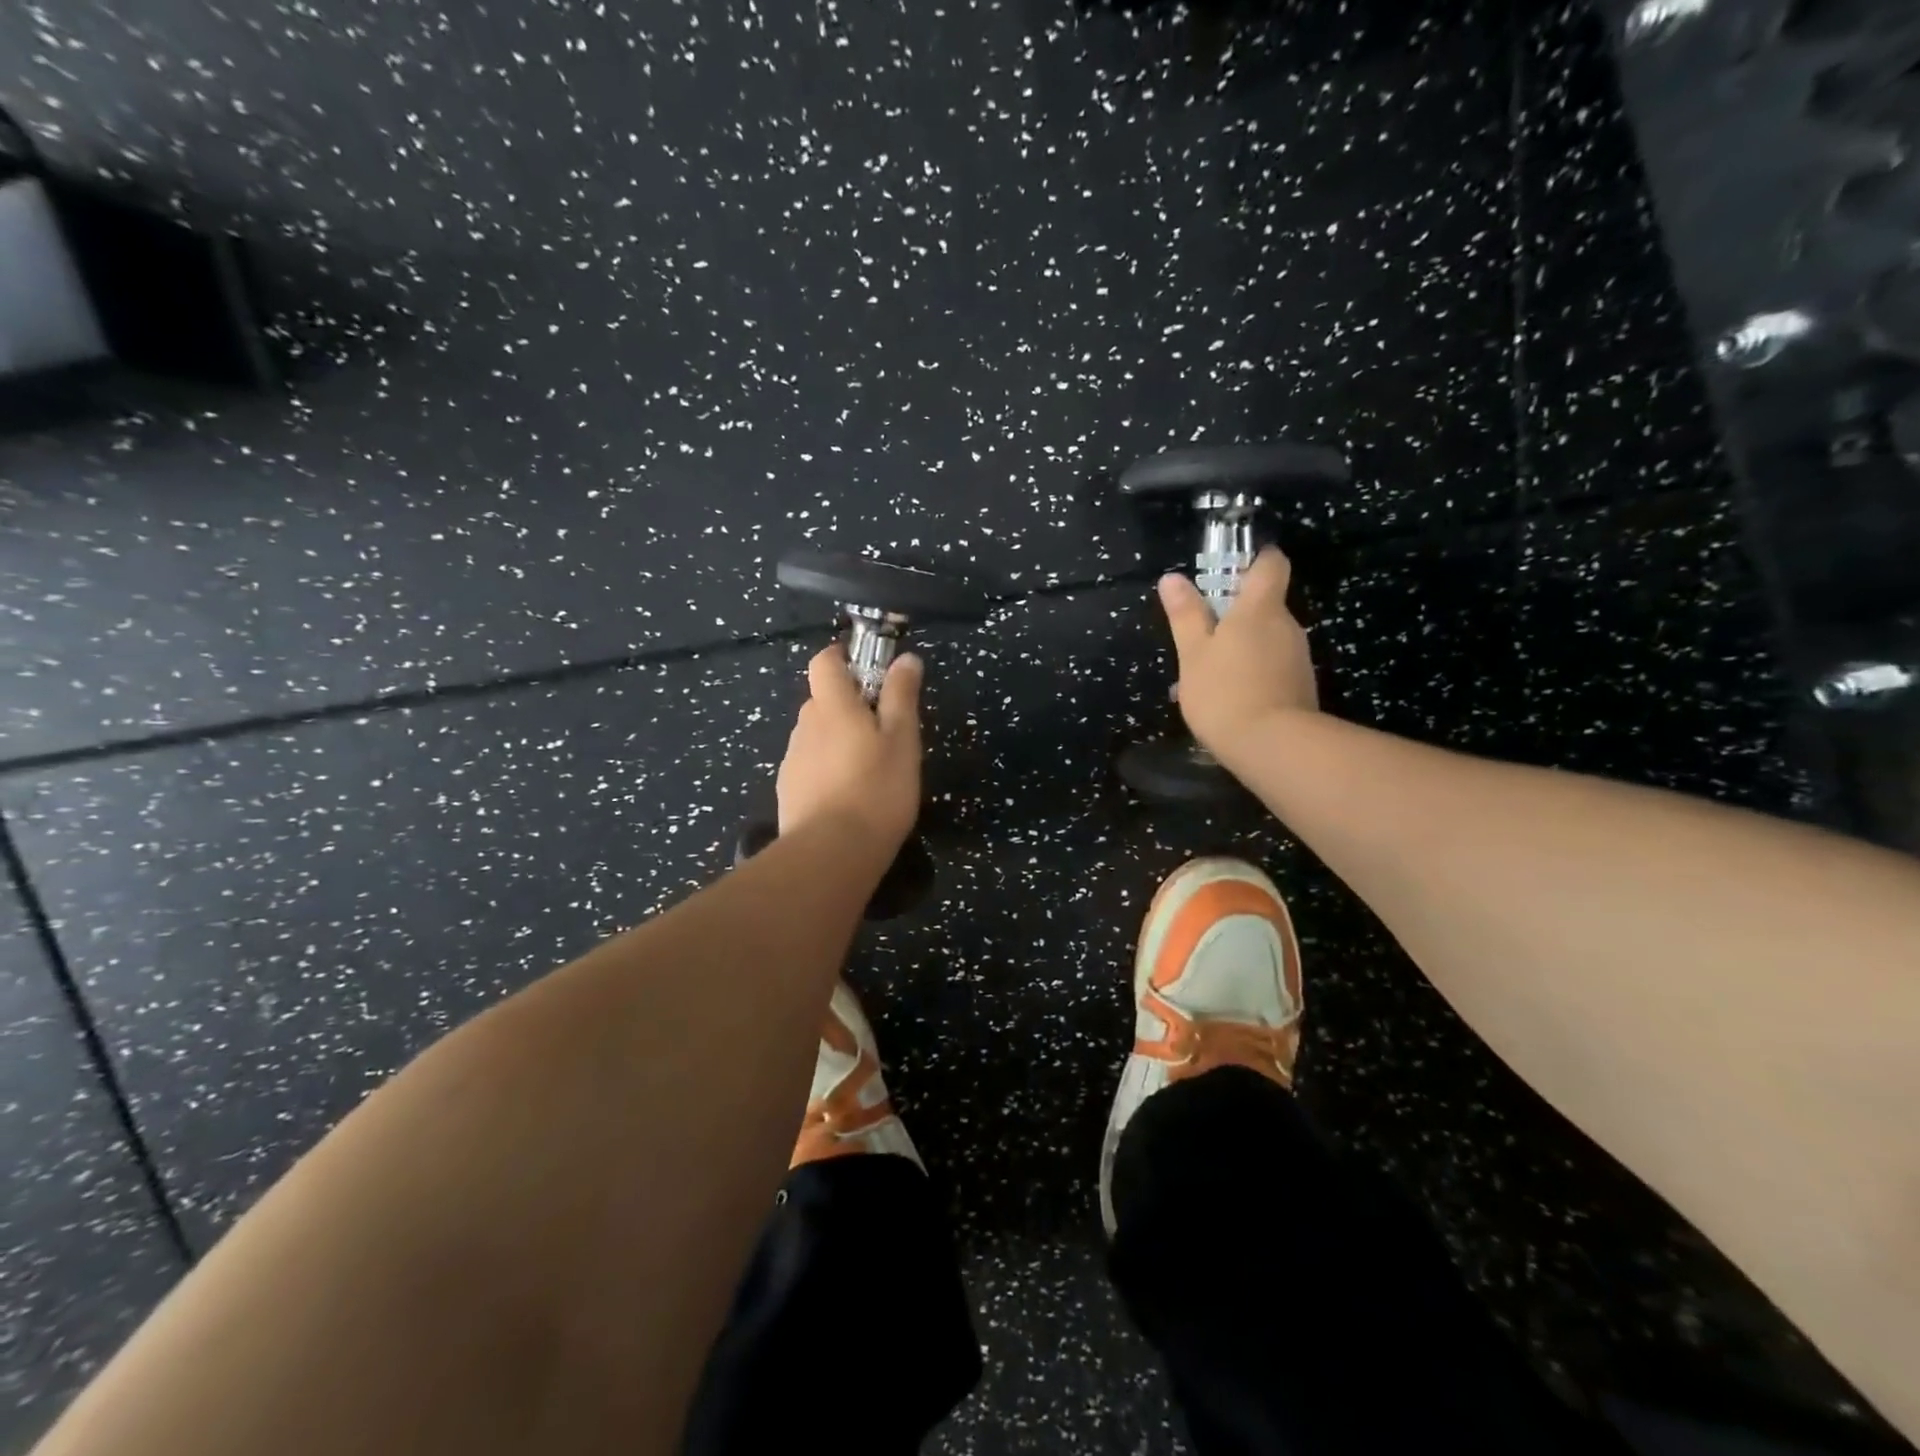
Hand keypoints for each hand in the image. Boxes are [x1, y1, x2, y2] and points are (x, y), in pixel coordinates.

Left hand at [776, 644, 923, 852]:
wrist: (831, 853)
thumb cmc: (877, 789)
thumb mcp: (902, 740)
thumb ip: (901, 696)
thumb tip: (905, 658)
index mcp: (832, 706)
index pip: (824, 661)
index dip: (843, 657)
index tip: (868, 670)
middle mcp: (805, 725)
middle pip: (823, 700)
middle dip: (849, 706)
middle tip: (883, 730)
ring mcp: (793, 759)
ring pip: (817, 736)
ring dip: (838, 740)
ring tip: (869, 770)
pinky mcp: (788, 790)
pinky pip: (810, 766)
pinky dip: (828, 770)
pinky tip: (848, 796)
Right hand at [1158, 546, 1318, 765]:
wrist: (1273, 747)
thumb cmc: (1224, 692)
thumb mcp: (1193, 653)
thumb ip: (1185, 615)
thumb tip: (1173, 578)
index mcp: (1260, 608)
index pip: (1271, 564)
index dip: (1255, 560)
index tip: (1232, 570)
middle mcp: (1287, 625)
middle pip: (1266, 605)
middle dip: (1237, 615)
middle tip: (1202, 636)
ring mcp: (1298, 658)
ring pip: (1267, 640)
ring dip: (1242, 648)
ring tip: (1209, 676)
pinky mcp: (1301, 687)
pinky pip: (1273, 668)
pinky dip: (1253, 674)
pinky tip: (1229, 698)